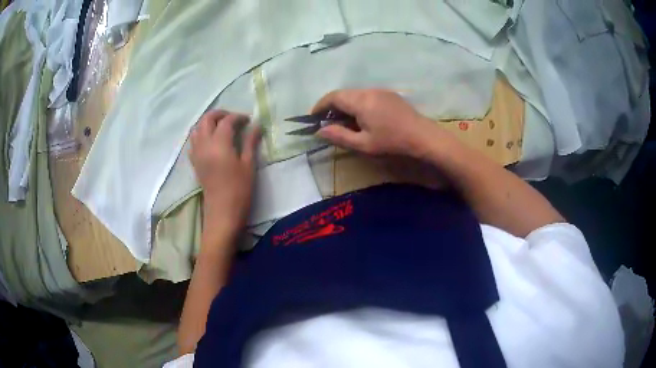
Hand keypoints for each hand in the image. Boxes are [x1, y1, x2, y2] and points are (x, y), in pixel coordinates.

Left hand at [190, 110, 261, 231]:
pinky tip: (211, 140)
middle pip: (207, 119)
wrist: (222, 212)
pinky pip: (193, 140)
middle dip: (220, 114)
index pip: (226, 121)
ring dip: (208, 122)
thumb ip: (250, 142)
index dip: (238, 117)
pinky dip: (201, 134)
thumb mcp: (249, 165)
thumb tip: (256, 126)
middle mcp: (204, 145)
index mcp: (219, 144)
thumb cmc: (239, 190)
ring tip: (222, 127)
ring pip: (197, 128)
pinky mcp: (194, 162)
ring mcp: (197, 153)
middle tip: (234, 119)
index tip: (249, 120)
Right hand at [313, 89, 439, 156]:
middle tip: (326, 121)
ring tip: (342, 121)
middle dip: (331, 105)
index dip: (320, 106)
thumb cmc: (392, 142)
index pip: (333, 97)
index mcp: (360, 101)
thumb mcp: (363, 144)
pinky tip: (360, 117)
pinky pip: (366, 95)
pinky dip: (357, 104)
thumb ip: (339, 136)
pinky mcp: (389, 95)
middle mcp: (369, 91)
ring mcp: (380, 91)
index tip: (312, 118)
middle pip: (343, 93)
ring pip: (355, 94)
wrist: (423, 137)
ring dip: (344, 104)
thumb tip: (319, 131)